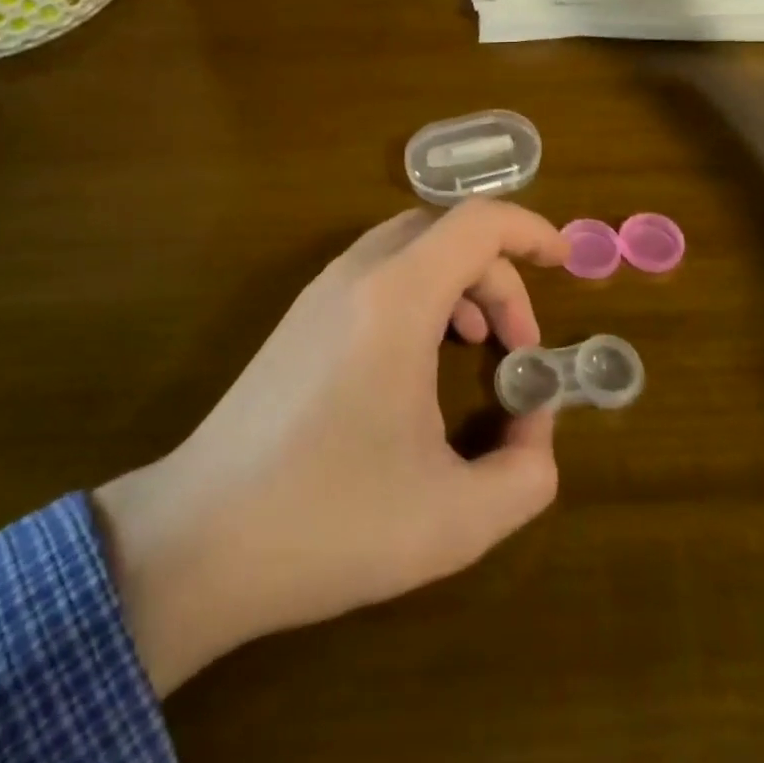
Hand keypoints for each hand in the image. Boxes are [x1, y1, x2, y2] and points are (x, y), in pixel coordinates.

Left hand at [93, 200, 568, 694]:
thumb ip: (526, 474)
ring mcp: (320, 293)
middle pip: (447, 232)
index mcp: (396, 299)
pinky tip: (423, 358)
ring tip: (479, 347)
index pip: (477, 221)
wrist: (197, 540)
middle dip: (499, 276)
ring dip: (459, 281)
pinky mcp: (300, 319)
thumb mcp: (454, 520)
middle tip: (519, 348)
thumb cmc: (329, 522)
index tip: (566, 263)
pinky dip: (421, 292)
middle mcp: (357, 276)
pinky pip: (378, 273)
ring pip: (410, 247)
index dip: (531, 230)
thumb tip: (535, 430)